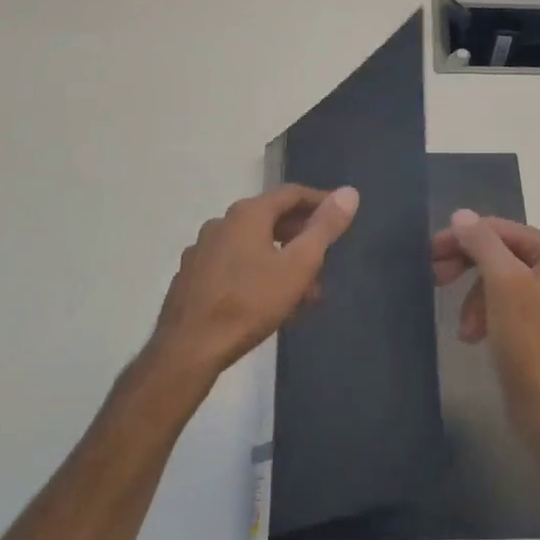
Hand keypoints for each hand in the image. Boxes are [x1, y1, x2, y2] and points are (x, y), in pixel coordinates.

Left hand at [149, 184, 359, 377]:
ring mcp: (202, 250)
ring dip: (282, 261)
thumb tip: (349, 192)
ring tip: (303, 294)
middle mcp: (221, 223)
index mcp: (247, 214)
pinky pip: (234, 265)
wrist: (190, 347)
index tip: (340, 215)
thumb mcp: (298, 266)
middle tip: (324, 261)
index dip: (320, 201)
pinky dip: (258, 274)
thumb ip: (324, 228)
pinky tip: (268, 303)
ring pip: (253, 246)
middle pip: (270, 219)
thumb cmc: (250, 303)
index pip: (291, 194)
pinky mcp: (192, 276)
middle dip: (302, 238)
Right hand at [431, 211, 539, 449]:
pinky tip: (472, 335)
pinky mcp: (536, 322)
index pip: (499, 229)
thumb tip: (461, 215)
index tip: (429, 254)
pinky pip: (501, 302)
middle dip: (466, 266)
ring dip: (472, 297)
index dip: (462, 238)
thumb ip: (482, 243)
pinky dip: (482, 314)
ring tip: (463, 327)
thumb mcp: (503, 283)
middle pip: (498, 252)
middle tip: (435, 278)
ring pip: (495, 278)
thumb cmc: (528, 339)